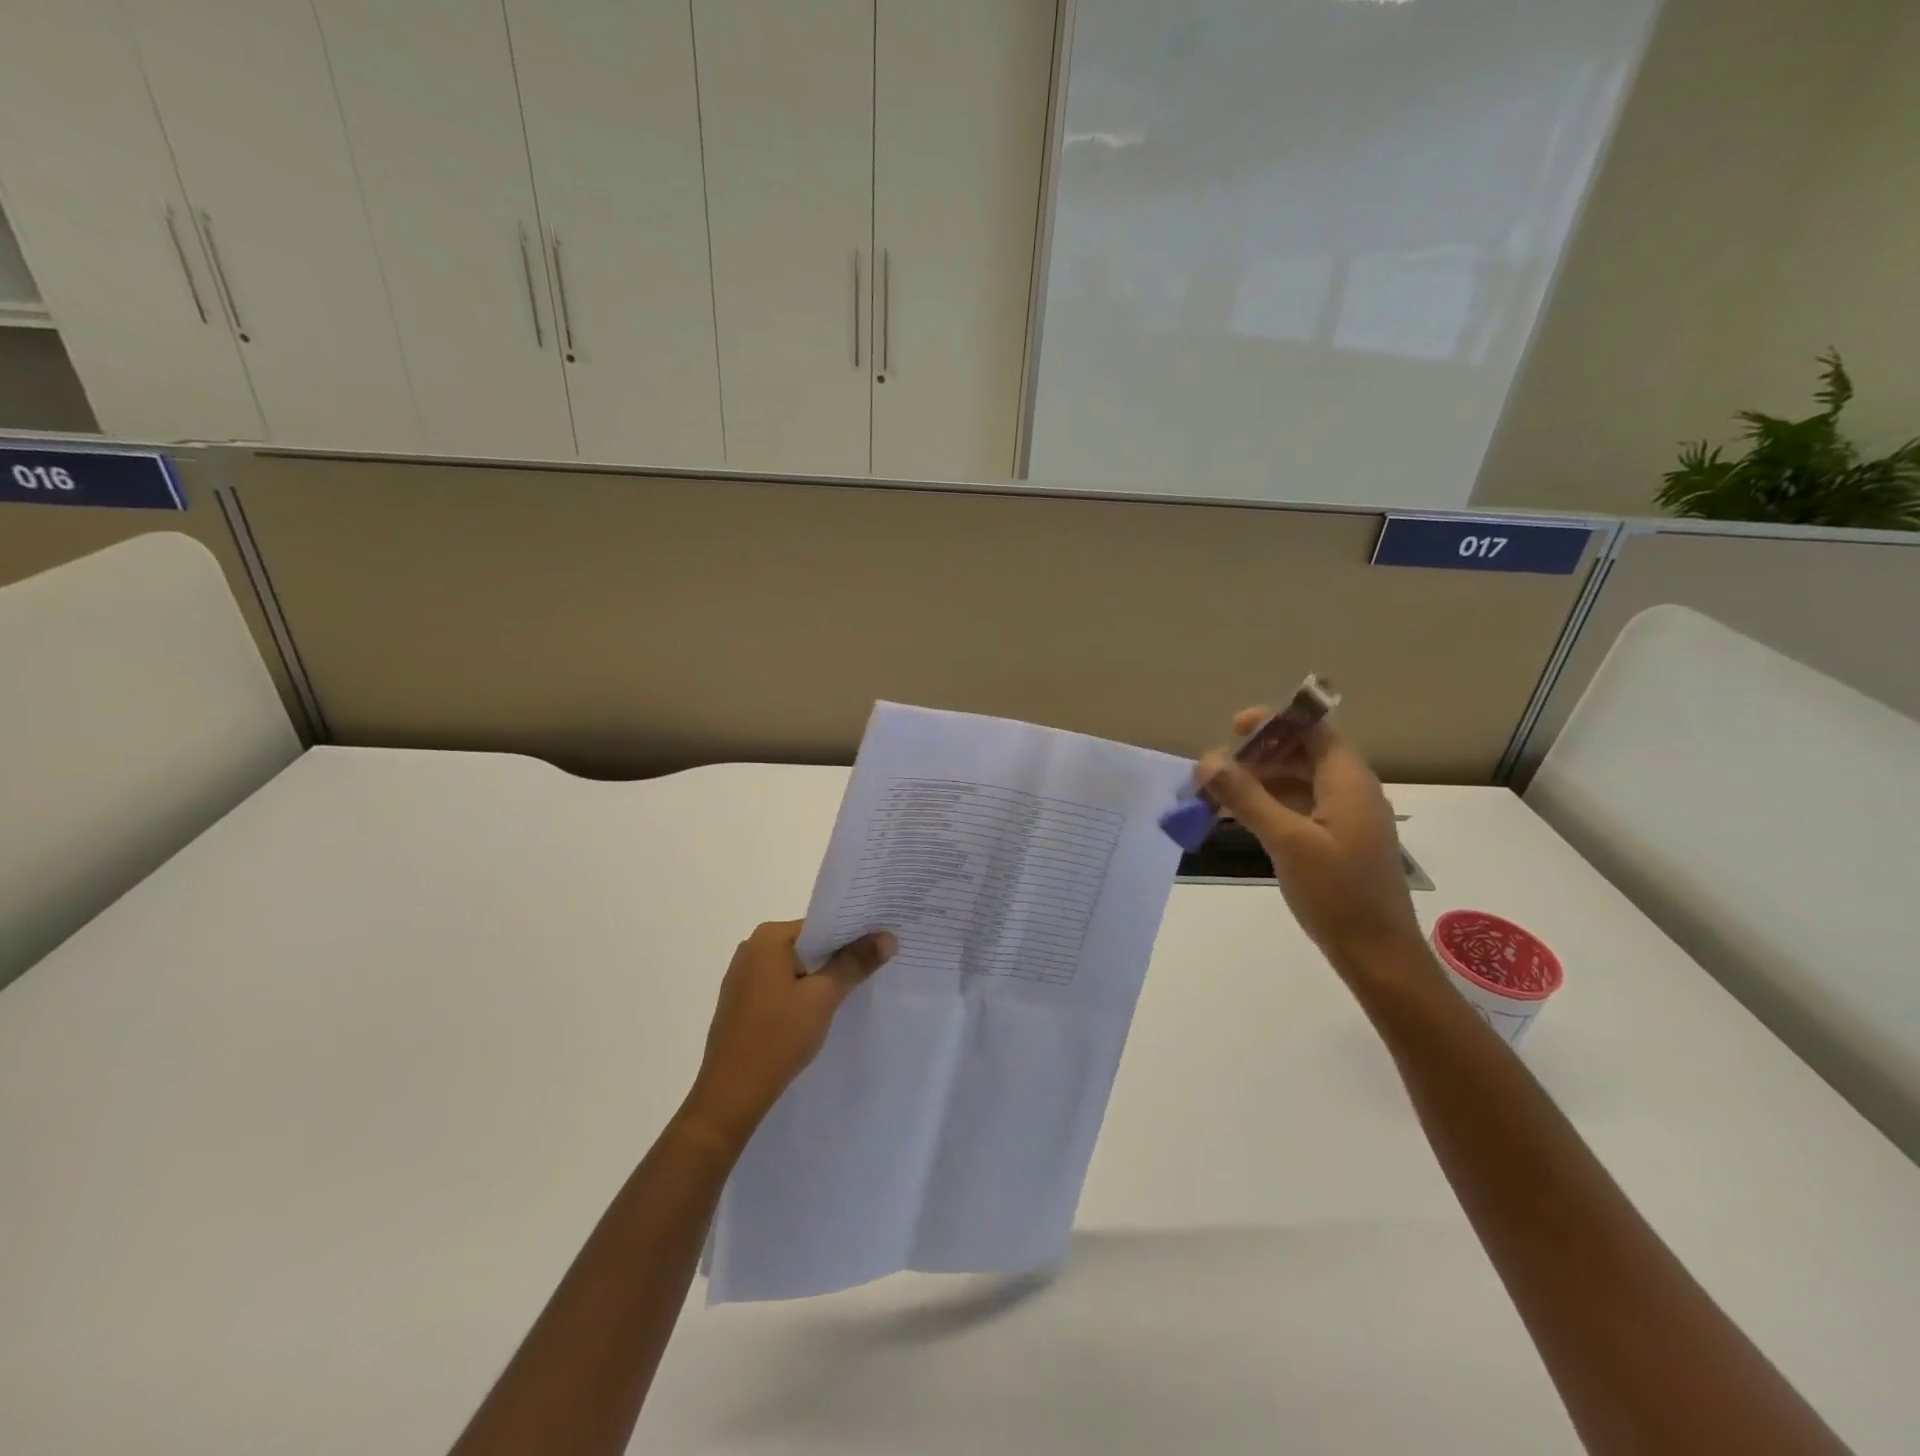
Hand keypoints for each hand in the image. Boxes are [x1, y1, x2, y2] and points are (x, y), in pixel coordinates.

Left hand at [679, 920, 896, 1151]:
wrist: (730, 1095)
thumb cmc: (777, 1037)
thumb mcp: (823, 997)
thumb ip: (855, 963)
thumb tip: (888, 937)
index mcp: (768, 938)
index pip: (821, 925)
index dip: (853, 933)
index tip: (882, 942)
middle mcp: (751, 949)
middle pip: (808, 944)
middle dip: (839, 955)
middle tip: (877, 963)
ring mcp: (743, 977)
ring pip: (795, 967)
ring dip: (821, 976)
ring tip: (856, 986)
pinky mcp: (742, 1003)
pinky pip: (781, 985)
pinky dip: (802, 992)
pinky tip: (821, 1010)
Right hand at [1199, 708, 1427, 978]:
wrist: (1377, 955)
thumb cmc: (1337, 893)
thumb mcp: (1287, 841)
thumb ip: (1247, 797)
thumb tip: (1208, 759)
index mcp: (1348, 781)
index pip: (1313, 729)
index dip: (1274, 721)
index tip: (1232, 730)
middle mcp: (1349, 791)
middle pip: (1301, 754)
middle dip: (1256, 756)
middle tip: (1212, 771)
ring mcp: (1343, 818)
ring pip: (1296, 782)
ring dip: (1257, 783)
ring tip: (1214, 796)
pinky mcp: (1334, 842)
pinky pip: (1297, 809)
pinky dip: (1267, 807)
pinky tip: (1235, 819)